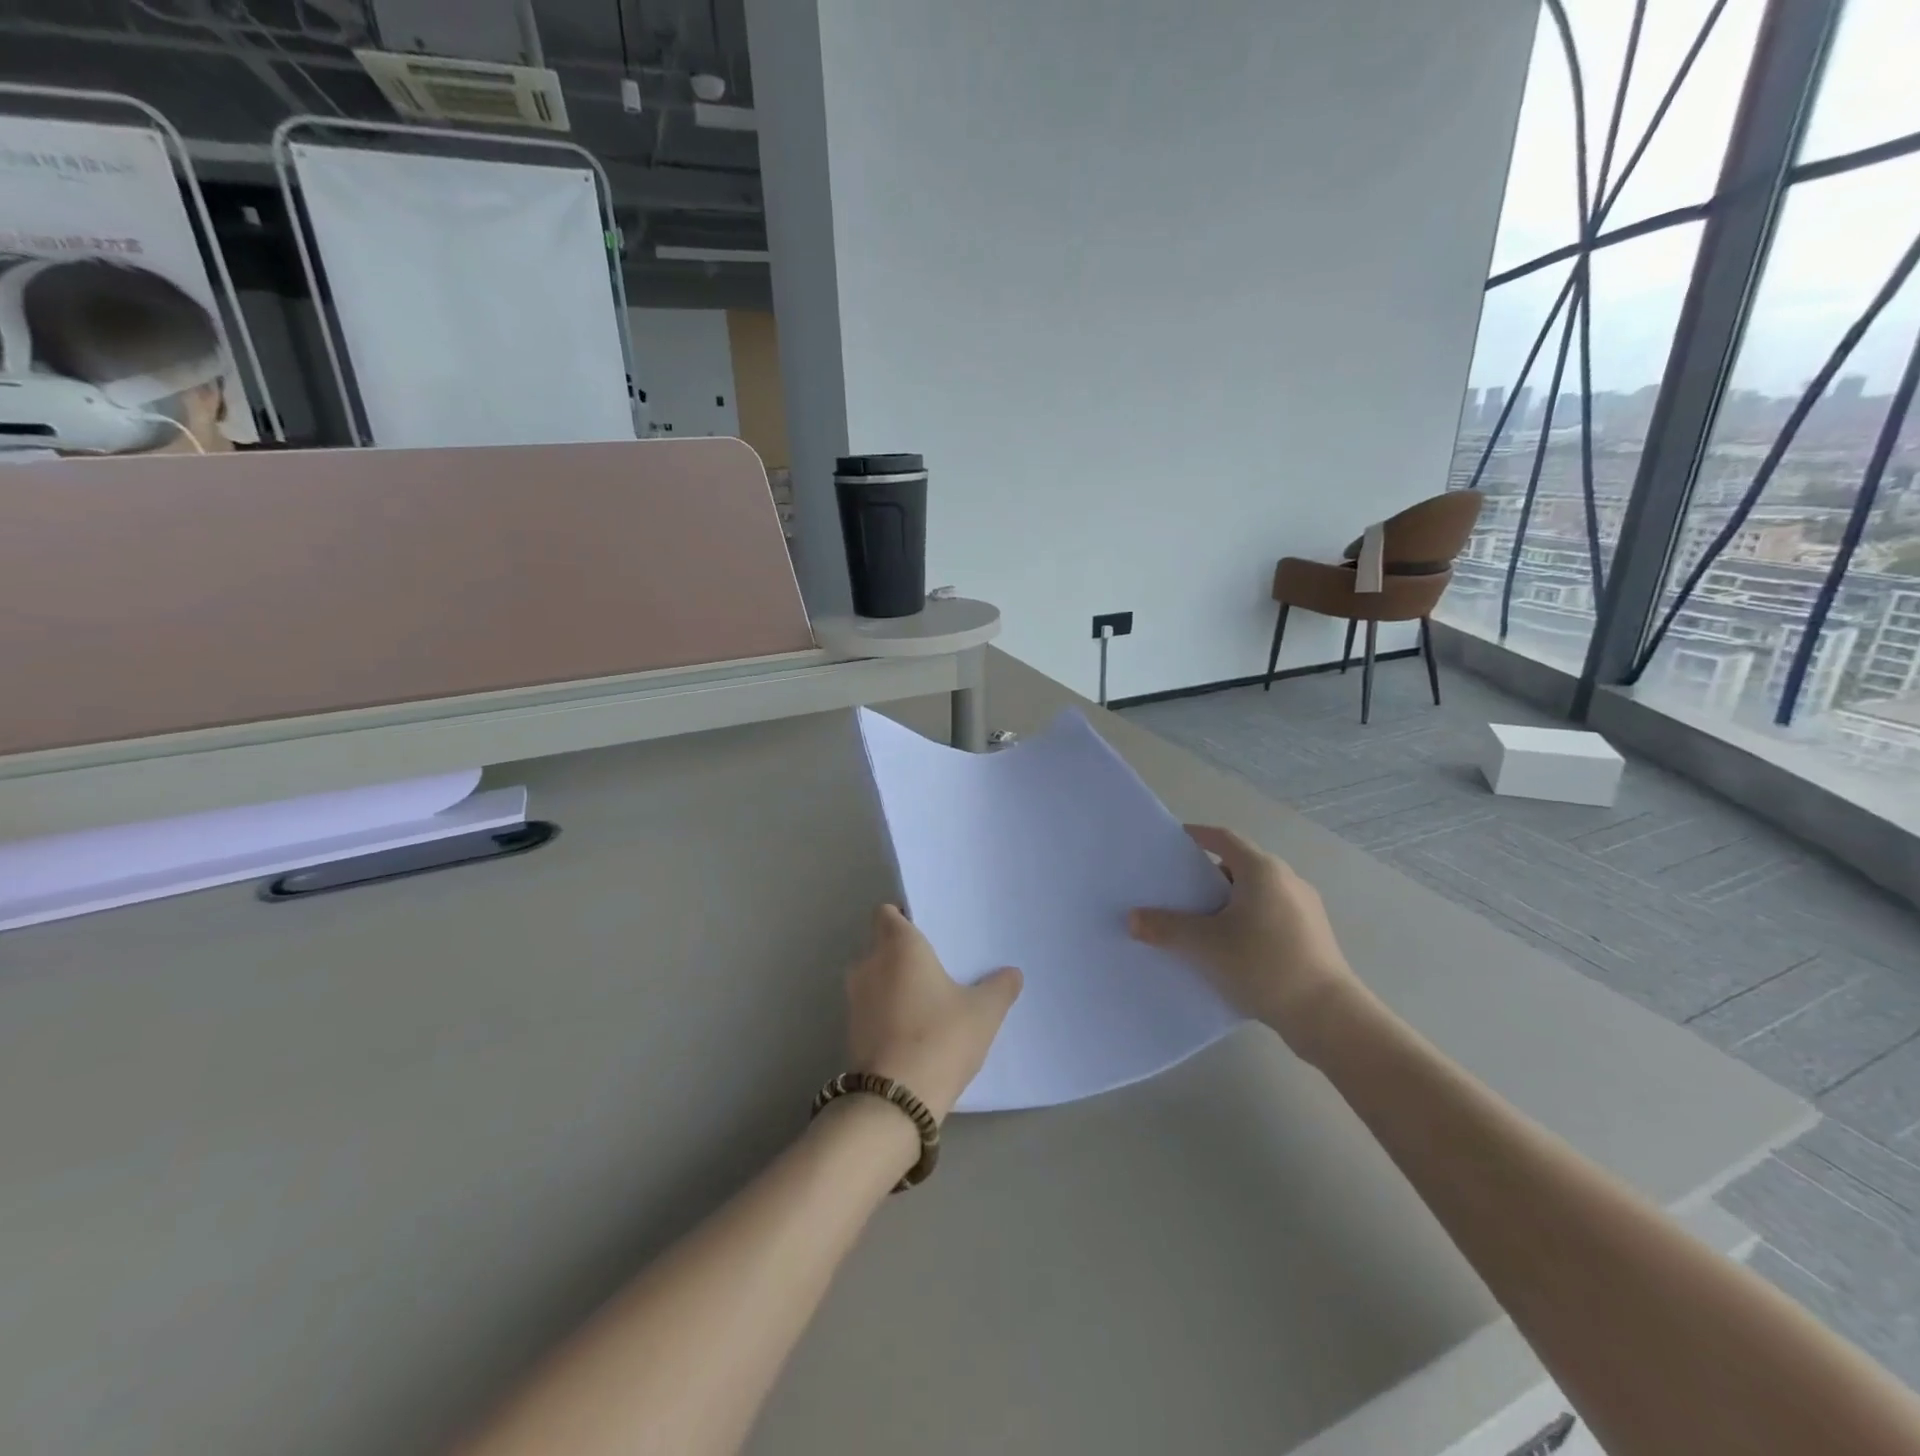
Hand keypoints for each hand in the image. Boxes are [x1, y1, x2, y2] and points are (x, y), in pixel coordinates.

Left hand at [845, 905, 1022, 1122]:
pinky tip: (915, 1027)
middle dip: (903, 952)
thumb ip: (999, 987)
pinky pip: (871, 1005)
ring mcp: (855, 998)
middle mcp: (869, 963)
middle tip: (937, 964)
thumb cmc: (940, 1038)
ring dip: (893, 982)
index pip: (887, 913)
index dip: (904, 917)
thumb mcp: (983, 1013)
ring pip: (874, 976)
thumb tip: (1012, 973)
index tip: (929, 930)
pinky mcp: (851, 1030)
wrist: (894, 1100)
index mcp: (898, 945)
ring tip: (928, 997)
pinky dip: (887, 1009)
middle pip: (881, 943)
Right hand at [1128, 825, 1364, 1053]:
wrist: (1328, 1017)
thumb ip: (1166, 928)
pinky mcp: (1311, 936)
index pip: (1223, 839)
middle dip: (1205, 876)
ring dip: (1225, 902)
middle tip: (1175, 890)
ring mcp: (1304, 909)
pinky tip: (1228, 949)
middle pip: (1238, 866)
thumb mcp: (1205, 946)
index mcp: (1262, 870)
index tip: (1170, 844)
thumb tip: (1133, 918)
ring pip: (1254, 894)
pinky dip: (1244, 921)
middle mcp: (1287, 880)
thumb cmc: (1264, 965)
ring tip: (1197, 923)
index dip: (1195, 836)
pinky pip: (1268, 916)